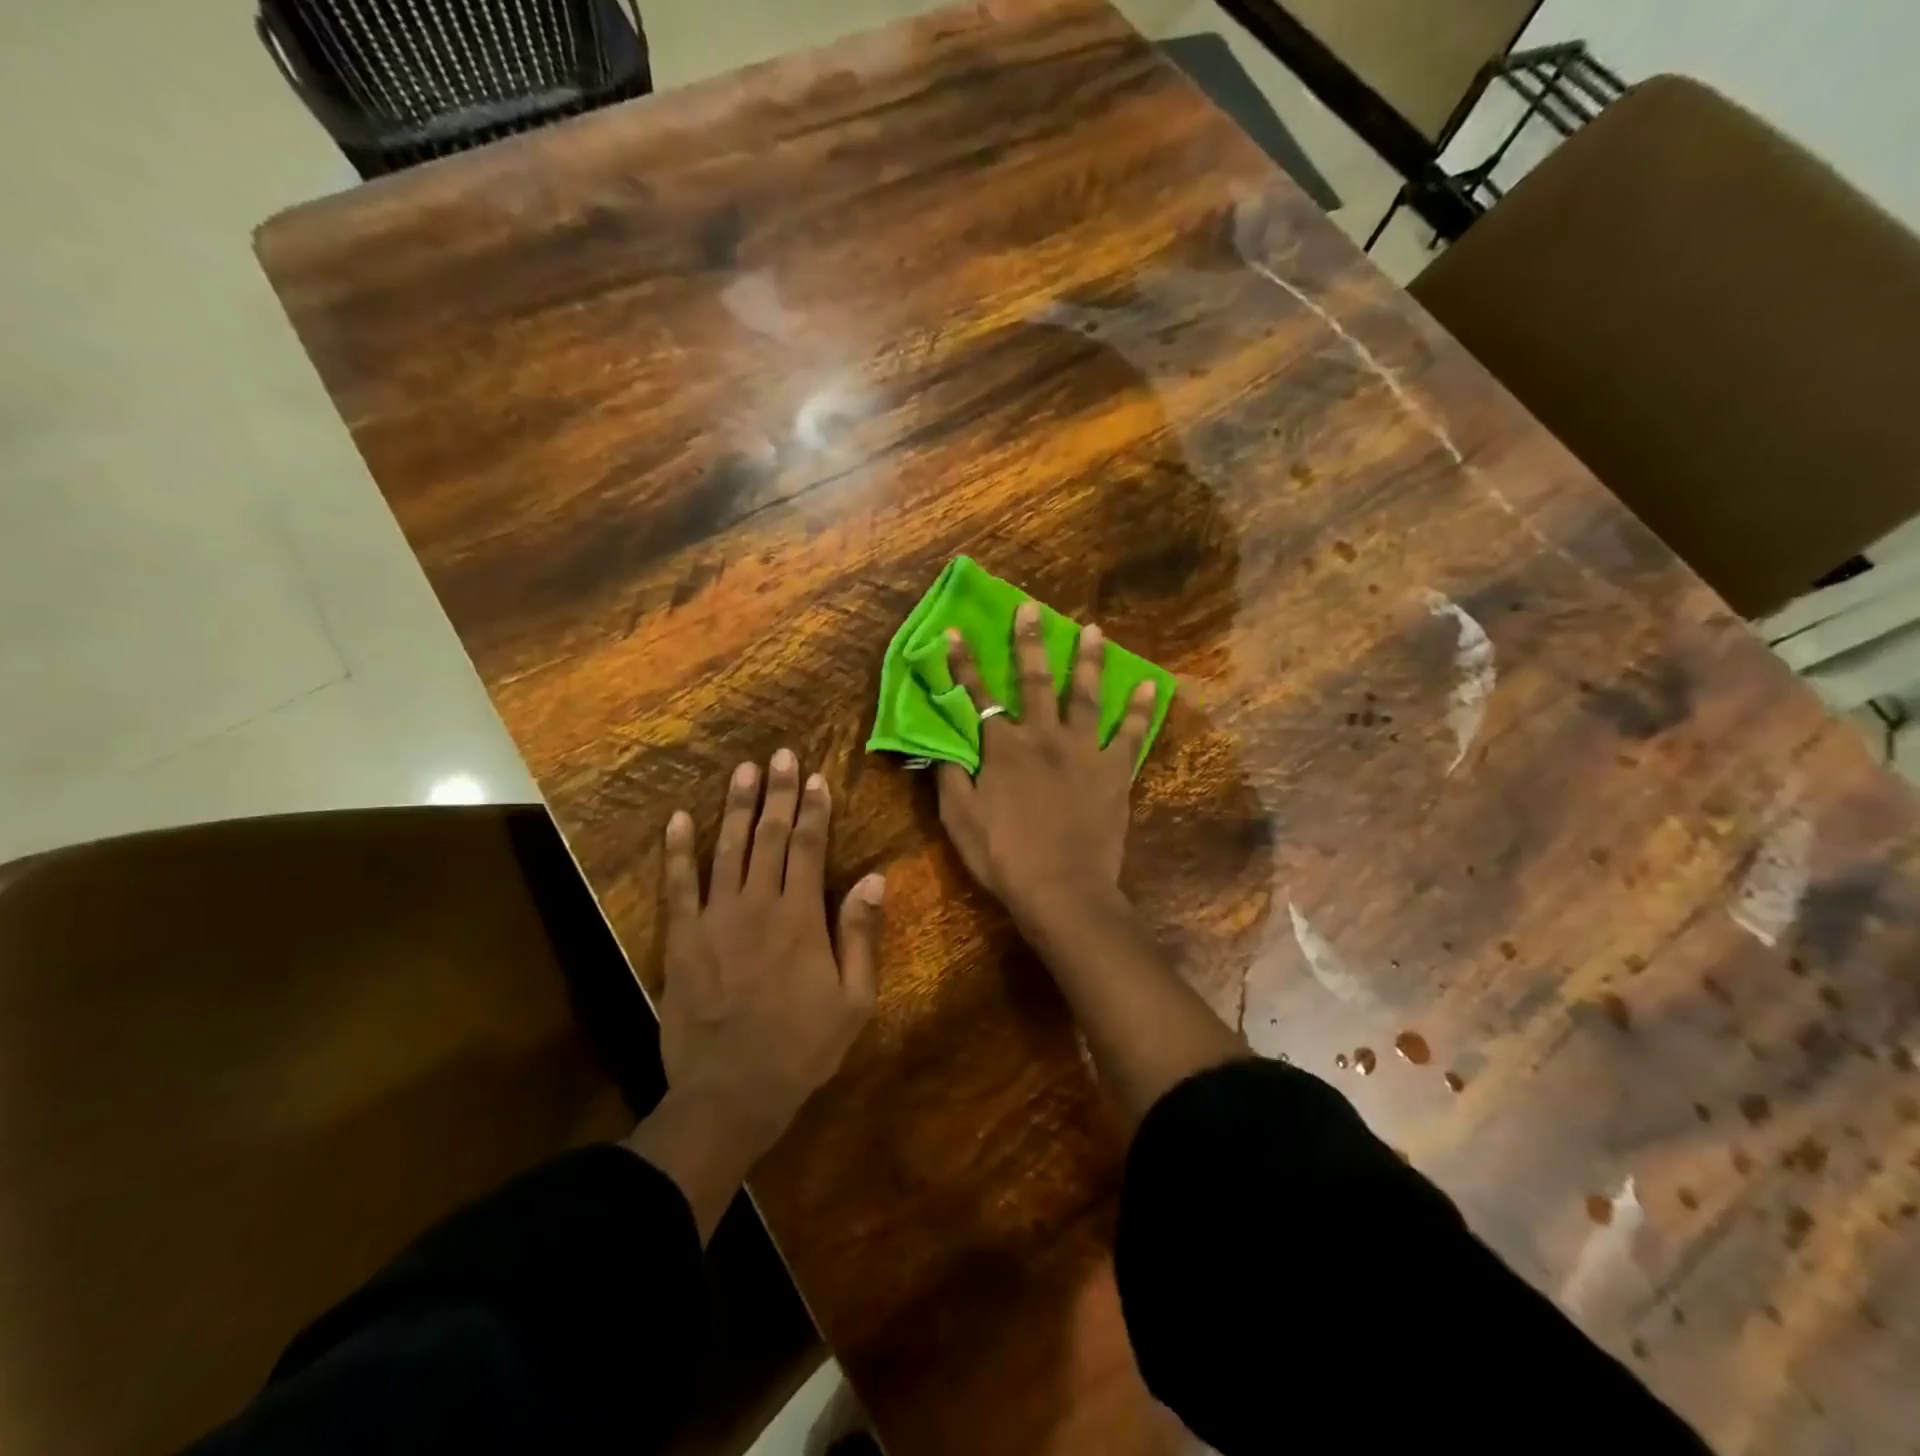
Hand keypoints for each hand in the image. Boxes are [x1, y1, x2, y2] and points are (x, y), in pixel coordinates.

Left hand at [630, 750, 883, 1233]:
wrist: (730, 1092)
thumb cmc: (801, 1048)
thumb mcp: (853, 1000)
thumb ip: (860, 935)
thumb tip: (875, 879)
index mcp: (800, 917)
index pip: (808, 847)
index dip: (813, 809)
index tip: (815, 778)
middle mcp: (757, 904)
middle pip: (768, 836)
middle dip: (777, 793)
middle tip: (780, 755)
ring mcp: (715, 918)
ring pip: (727, 849)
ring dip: (735, 807)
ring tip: (742, 771)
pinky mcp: (683, 938)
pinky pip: (678, 885)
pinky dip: (677, 851)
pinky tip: (677, 820)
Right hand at [938, 602, 1157, 927]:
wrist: (1061, 888)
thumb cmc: (1004, 857)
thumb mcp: (960, 820)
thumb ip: (950, 777)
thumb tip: (941, 744)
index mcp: (1003, 748)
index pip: (977, 696)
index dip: (963, 663)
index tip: (954, 631)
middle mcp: (1043, 737)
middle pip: (1034, 681)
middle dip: (1030, 642)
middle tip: (1031, 608)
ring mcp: (1083, 750)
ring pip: (1085, 695)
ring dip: (1088, 661)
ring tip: (1094, 631)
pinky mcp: (1114, 770)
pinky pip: (1132, 734)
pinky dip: (1142, 710)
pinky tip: (1151, 685)